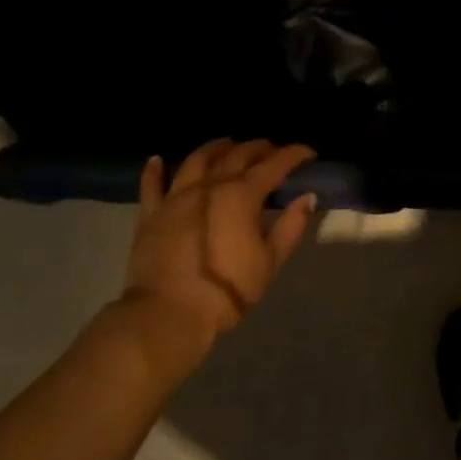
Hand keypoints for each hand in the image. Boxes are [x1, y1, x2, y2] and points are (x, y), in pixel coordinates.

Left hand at [123, 138, 316, 357]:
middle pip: (238, 154)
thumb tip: (307, 198)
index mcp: (243, 195)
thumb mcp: (270, 261)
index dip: (294, 155)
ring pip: (197, 160)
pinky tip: (157, 160)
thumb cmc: (227, 289)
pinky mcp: (151, 214)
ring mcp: (176, 197)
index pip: (275, 164)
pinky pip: (151, 185)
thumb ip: (290, 226)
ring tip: (228, 145)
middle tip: (273, 150)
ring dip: (216, 148)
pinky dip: (155, 170)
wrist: (167, 314)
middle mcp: (210, 186)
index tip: (309, 153)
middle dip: (259, 148)